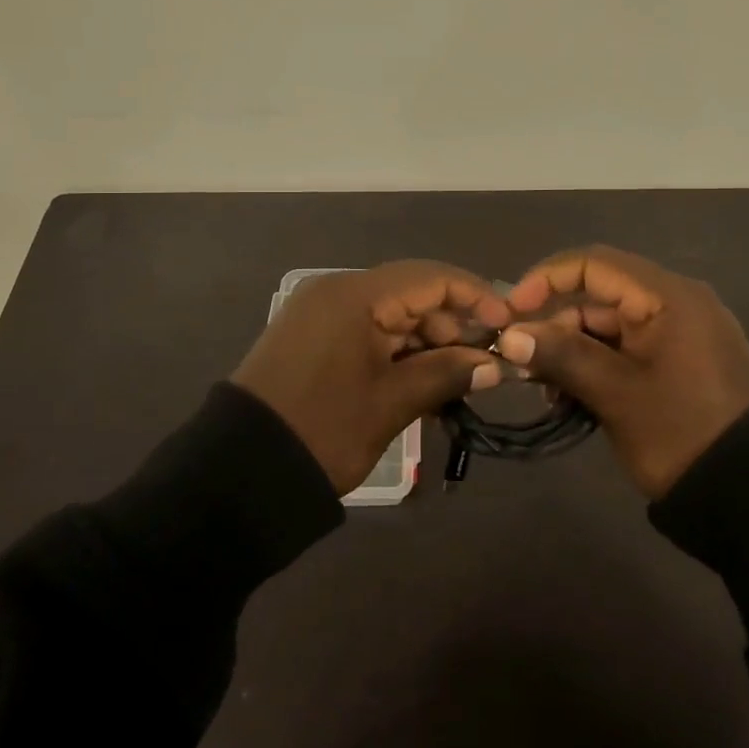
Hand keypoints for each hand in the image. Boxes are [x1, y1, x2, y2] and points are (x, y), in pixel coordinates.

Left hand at [232, 261, 513, 494]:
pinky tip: (422, 378)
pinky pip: (368, 329)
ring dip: (427, 340)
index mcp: (355, 295)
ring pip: (391, 313)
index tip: (509, 325)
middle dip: (452, 324)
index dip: (475, 296)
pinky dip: (398, 350)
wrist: (239, 470)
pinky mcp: (313, 335)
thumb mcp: (391, 403)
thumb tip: (494, 364)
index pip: (430, 278)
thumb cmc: (323, 430)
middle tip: (485, 362)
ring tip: (458, 377)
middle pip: (411, 293)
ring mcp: (321, 312)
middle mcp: (337, 290)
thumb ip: (446, 373)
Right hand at [494, 245, 748, 497]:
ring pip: (609, 326)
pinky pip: (627, 349)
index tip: (512, 312)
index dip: (546, 280)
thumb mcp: (616, 394)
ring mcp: (681, 334)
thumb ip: (562, 356)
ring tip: (546, 389)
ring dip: (572, 350)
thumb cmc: (682, 434)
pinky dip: (597, 365)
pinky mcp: (681, 362)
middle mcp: (675, 303)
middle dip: (555, 325)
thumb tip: (508, 336)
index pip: (593, 264)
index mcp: (668, 297)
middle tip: (521, 363)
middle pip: (598, 296)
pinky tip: (572, 397)